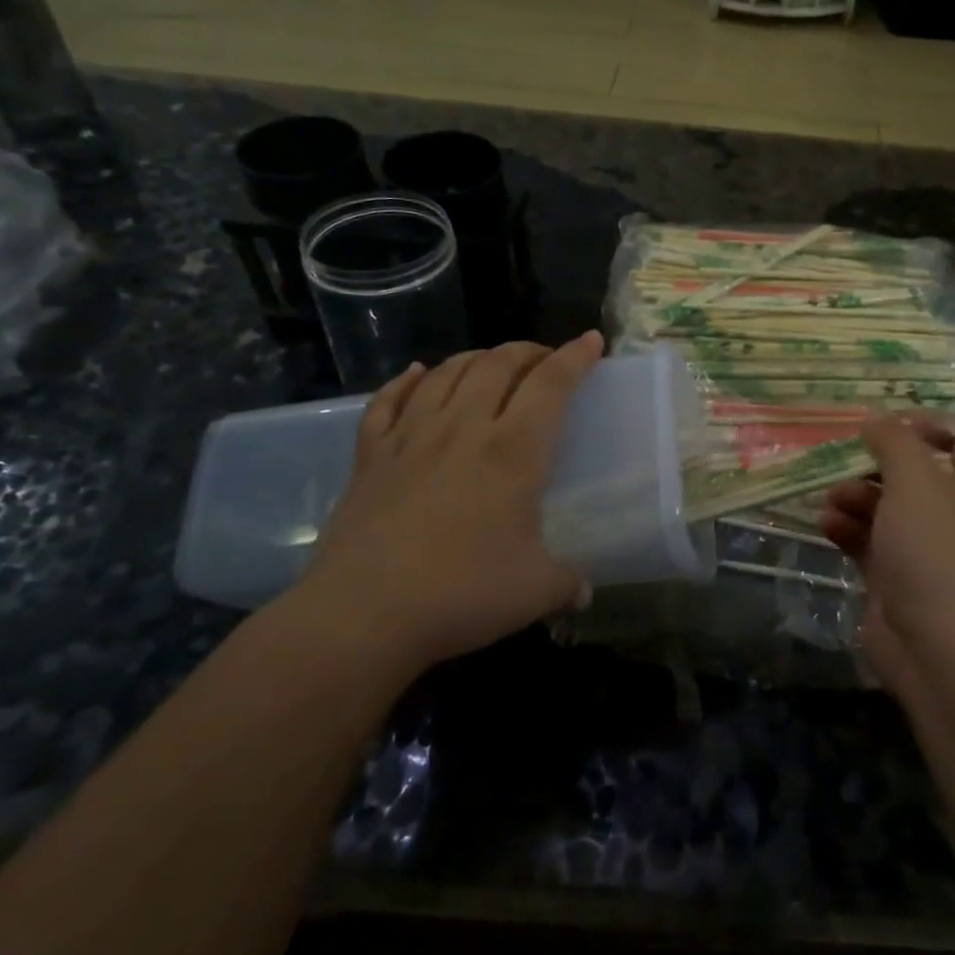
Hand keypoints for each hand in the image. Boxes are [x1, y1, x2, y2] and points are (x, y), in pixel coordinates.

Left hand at [285, 333, 602, 675]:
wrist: (363, 614)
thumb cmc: (461, 594)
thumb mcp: (534, 592)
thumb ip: (567, 584)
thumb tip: (583, 592)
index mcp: (512, 450)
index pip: (550, 385)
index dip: (574, 357)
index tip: (590, 340)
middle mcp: (463, 428)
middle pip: (498, 364)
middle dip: (527, 351)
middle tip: (544, 359)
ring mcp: (411, 437)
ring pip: (446, 373)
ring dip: (475, 358)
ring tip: (491, 363)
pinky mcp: (371, 456)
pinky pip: (388, 401)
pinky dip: (406, 381)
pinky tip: (416, 374)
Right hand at [820, 412, 954, 697]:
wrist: (941, 648)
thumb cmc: (935, 550)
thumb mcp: (914, 480)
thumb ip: (894, 441)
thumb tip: (877, 419)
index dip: (929, 423)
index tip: (887, 424)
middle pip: (917, 475)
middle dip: (876, 465)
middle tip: (844, 461)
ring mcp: (928, 553)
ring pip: (888, 510)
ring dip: (855, 497)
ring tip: (829, 498)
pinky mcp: (899, 583)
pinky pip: (871, 545)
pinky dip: (848, 531)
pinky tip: (824, 526)